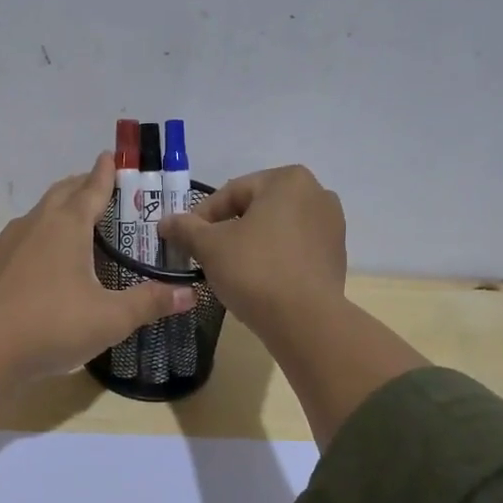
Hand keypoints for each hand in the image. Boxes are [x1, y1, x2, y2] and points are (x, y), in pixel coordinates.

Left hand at [0, 152, 193, 382]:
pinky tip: (36, 250)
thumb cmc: (54, 325)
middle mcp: (37, 224)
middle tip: (98, 185)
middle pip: (62, 193)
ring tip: (72, 216)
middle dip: (81, 184)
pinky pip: (19, 237)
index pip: (91, 189)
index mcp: (68, 226)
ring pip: (38, 212)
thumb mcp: (111, 318)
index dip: (105, 173)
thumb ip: (150, 302)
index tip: (111, 156)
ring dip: (57, 206)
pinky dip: (35, 234)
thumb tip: (190, 295)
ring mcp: (10, 242)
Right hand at [159, 165, 345, 339]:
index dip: (202, 217)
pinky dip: (274, 260)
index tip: (186, 240)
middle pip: (256, 209)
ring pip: (276, 230)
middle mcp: (317, 194)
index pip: (231, 193)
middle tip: (206, 255)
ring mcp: (332, 226)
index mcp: (288, 180)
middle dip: (229, 229)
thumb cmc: (254, 270)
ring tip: (230, 270)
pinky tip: (258, 283)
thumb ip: (185, 228)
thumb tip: (165, 222)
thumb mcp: (209, 246)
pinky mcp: (336, 256)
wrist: (304, 321)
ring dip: (251, 244)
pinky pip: (294, 250)